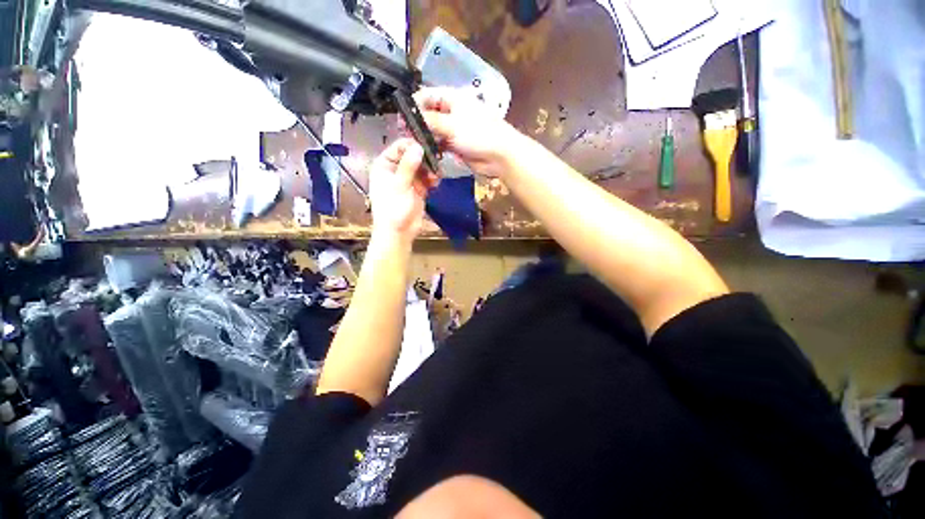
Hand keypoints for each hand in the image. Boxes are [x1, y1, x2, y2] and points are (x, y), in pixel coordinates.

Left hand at [369, 138, 437, 241]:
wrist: (399, 233)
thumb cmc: (393, 209)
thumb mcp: (399, 185)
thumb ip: (408, 165)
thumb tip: (418, 146)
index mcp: (384, 166)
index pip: (398, 147)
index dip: (412, 145)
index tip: (426, 147)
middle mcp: (395, 170)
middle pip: (412, 156)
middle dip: (424, 159)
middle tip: (435, 162)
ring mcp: (407, 180)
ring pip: (421, 167)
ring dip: (429, 170)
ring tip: (435, 176)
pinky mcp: (418, 189)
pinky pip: (426, 179)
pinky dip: (432, 179)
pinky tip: (436, 183)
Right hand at [414, 87, 520, 177]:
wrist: (499, 155)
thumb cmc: (478, 134)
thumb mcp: (452, 125)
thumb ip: (430, 121)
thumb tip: (410, 117)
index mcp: (452, 99)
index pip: (427, 95)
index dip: (413, 105)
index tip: (401, 118)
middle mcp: (452, 112)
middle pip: (429, 114)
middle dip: (417, 123)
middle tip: (404, 134)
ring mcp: (454, 129)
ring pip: (434, 130)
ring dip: (424, 137)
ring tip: (412, 144)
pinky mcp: (456, 145)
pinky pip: (440, 144)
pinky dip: (433, 148)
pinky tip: (425, 153)